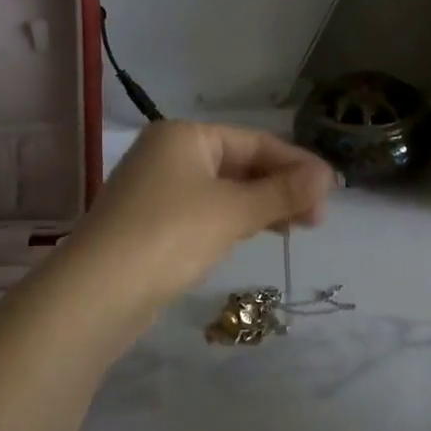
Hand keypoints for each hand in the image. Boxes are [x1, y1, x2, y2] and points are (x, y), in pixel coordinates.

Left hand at [63, 121, 336, 308]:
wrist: (97, 295)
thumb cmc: (170, 235)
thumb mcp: (234, 211)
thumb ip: (282, 192)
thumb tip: (328, 176)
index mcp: (185, 136)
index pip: (256, 141)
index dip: (297, 164)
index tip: (333, 190)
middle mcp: (169, 154)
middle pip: (241, 164)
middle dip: (282, 187)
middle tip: (318, 217)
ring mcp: (158, 190)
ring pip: (225, 190)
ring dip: (263, 205)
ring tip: (299, 227)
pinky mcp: (153, 224)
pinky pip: (207, 212)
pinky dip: (237, 220)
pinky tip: (259, 233)